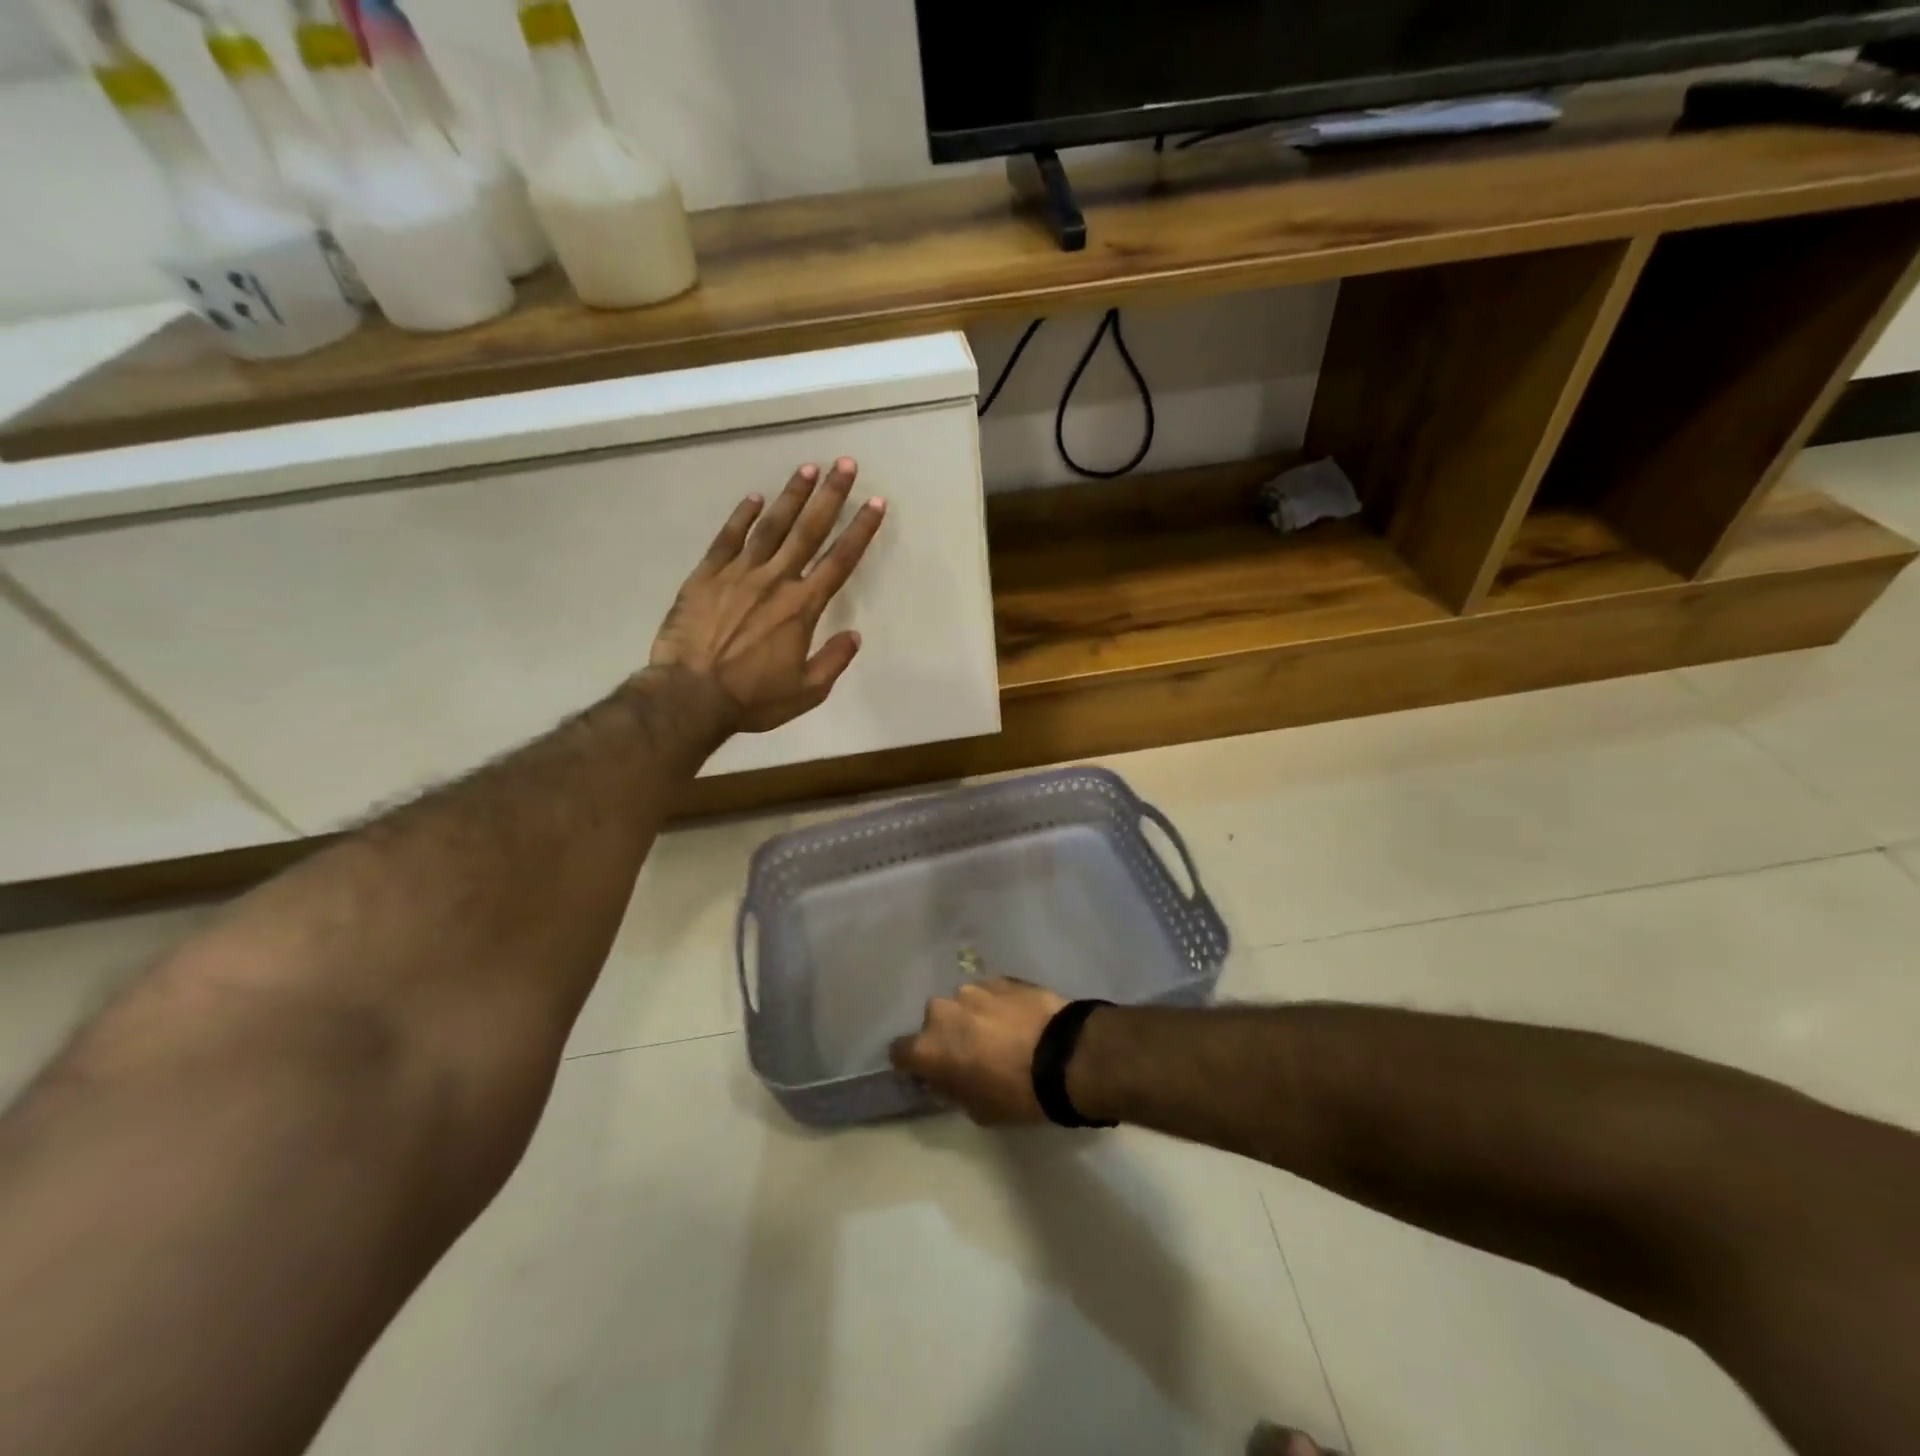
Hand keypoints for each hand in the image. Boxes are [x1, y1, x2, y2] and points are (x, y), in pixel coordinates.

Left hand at [651, 459, 884, 733]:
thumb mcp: (806, 692)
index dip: (860, 531)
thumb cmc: (752, 698)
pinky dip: (741, 517)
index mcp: (802, 608)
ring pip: (770, 527)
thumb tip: (854, 636)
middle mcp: (775, 581)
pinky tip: (754, 498)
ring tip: (807, 468)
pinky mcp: (706, 576)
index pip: (839, 562)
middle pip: (808, 531)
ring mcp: (738, 574)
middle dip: (831, 496)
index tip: (875, 504)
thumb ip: (833, 662)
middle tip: (845, 465)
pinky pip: (727, 539)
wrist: (689, 696)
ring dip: (791, 496)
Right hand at [889, 978, 1067, 1125]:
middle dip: (948, 1035)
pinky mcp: (1002, 978)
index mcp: (929, 1046)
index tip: (929, 1072)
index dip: (912, 1063)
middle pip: (934, 1023)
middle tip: (971, 1053)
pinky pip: (990, 994)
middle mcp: (942, 1010)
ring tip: (1000, 1033)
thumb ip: (952, 1089)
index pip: (899, 1052)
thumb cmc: (1016, 1093)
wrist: (1065, 1055)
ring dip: (973, 1017)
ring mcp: (973, 989)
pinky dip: (998, 1005)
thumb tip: (946, 1078)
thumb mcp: (977, 1110)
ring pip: (963, 1004)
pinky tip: (1019, 1020)